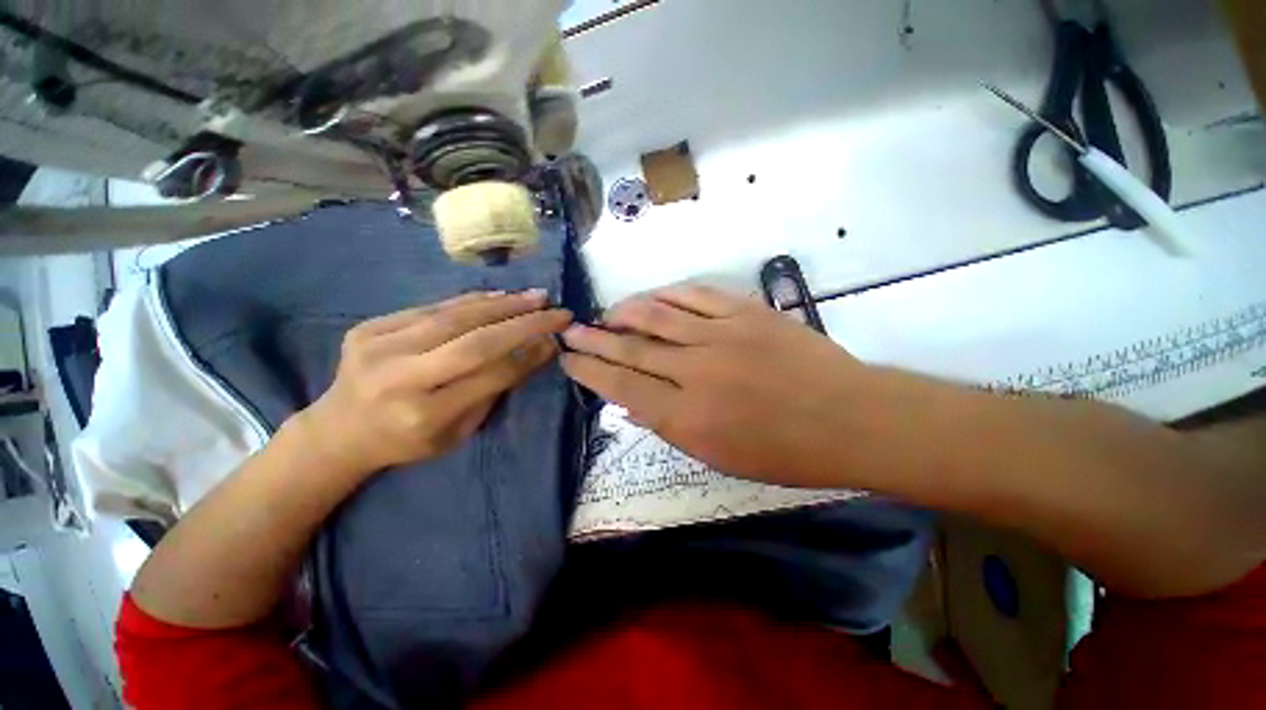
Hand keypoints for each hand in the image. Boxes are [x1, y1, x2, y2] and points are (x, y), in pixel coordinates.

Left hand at [298, 290, 571, 475]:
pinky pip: (431, 307)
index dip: (528, 355)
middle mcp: (399, 378)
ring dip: (503, 304)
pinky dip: (471, 300)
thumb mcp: (458, 432)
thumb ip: (493, 390)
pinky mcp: (369, 327)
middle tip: (556, 310)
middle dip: (524, 323)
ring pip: (455, 317)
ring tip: (536, 296)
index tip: (556, 339)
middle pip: (475, 341)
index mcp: (424, 415)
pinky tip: (500, 296)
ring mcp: (378, 347)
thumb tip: (534, 350)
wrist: (339, 431)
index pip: (490, 375)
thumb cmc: (407, 441)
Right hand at [560, 284, 872, 486]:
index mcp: (687, 417)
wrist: (849, 419)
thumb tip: (632, 402)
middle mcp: (695, 371)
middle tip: (572, 330)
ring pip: (657, 315)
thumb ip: (669, 426)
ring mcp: (721, 336)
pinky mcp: (746, 313)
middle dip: (595, 339)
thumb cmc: (784, 452)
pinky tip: (652, 297)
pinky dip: (667, 295)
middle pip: (631, 348)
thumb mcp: (719, 456)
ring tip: (607, 312)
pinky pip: (695, 296)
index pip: (621, 385)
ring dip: (625, 312)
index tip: (569, 360)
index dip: (589, 371)